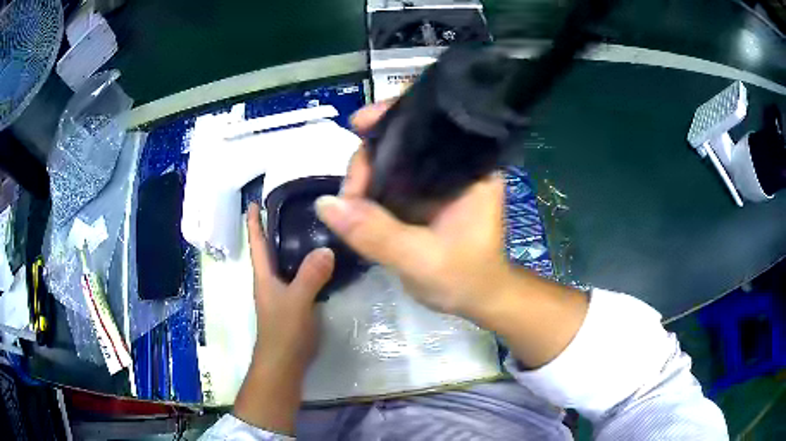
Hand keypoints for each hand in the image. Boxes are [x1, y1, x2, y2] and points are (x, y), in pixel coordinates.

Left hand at [233, 202, 333, 433]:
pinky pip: (300, 276)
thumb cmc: (283, 331)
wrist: (285, 363)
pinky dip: (308, 264)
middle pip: (271, 248)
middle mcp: (270, 280)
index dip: (253, 221)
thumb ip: (310, 276)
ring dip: (294, 245)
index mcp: (263, 276)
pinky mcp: (295, 303)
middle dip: (276, 227)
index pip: (257, 242)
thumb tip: (327, 249)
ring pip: (287, 262)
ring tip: (312, 227)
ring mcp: (282, 293)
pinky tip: (324, 260)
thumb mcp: (297, 301)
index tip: (254, 200)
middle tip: (294, 206)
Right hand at [316, 103, 588, 368]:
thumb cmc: (465, 279)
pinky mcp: (423, 196)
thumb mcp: (420, 260)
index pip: (432, 123)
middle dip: (369, 158)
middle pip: (404, 140)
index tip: (359, 124)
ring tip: (348, 205)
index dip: (393, 116)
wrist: (478, 300)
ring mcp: (437, 181)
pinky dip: (369, 190)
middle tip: (349, 195)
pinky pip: (390, 182)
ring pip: (392, 161)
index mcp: (470, 169)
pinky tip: (354, 206)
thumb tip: (325, 203)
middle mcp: (454, 166)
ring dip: (365, 176)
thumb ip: (374, 233)